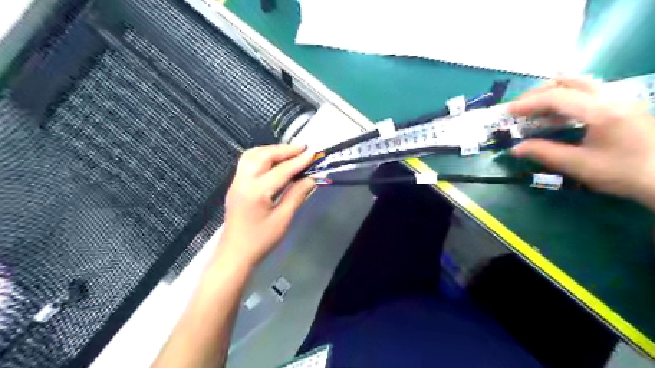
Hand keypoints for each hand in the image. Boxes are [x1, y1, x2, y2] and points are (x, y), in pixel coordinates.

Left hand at [217, 146, 316, 268]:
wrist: (235, 254)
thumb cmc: (261, 240)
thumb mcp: (283, 219)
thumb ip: (297, 195)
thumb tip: (311, 178)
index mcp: (257, 192)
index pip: (281, 170)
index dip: (299, 161)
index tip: (313, 153)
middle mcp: (243, 181)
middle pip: (264, 155)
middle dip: (284, 149)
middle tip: (302, 148)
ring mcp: (236, 182)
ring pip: (252, 155)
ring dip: (271, 150)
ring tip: (289, 152)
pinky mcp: (235, 185)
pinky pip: (247, 162)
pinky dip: (262, 156)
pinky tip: (273, 161)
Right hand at [509, 76, 653, 207]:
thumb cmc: (623, 173)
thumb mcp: (579, 165)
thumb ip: (544, 153)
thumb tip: (515, 148)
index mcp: (600, 111)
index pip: (557, 97)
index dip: (528, 103)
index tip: (508, 112)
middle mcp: (611, 97)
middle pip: (569, 82)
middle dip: (538, 92)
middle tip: (518, 107)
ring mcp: (620, 99)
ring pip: (581, 83)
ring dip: (552, 92)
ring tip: (533, 107)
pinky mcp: (624, 106)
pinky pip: (589, 91)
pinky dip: (567, 96)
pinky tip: (558, 109)